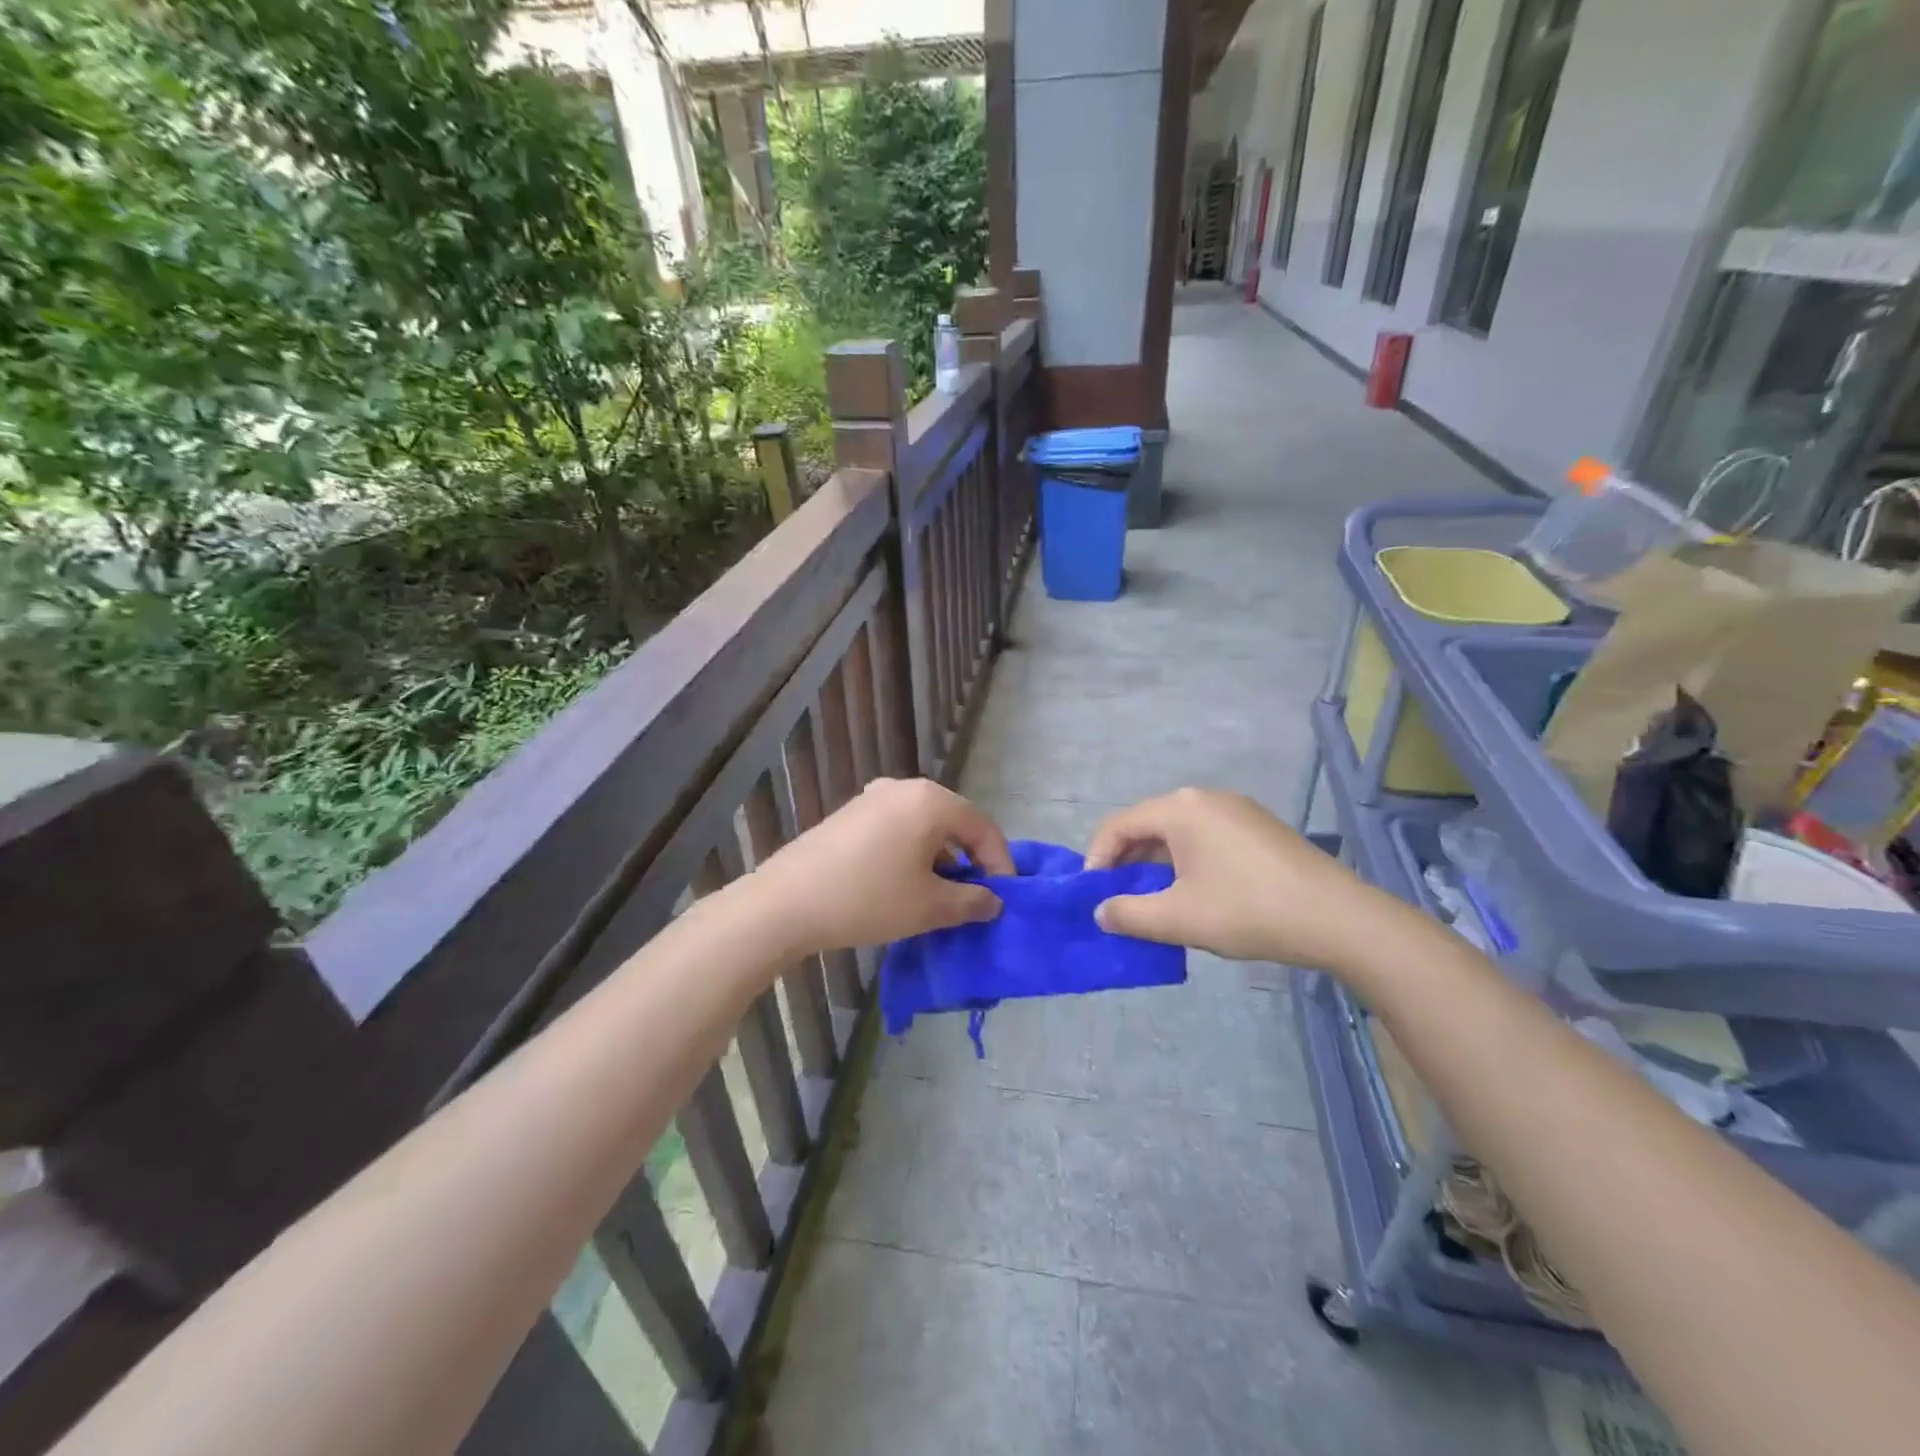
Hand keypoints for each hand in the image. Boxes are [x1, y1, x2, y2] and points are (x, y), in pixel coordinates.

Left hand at [749, 778, 1014, 956]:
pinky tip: (905, 883)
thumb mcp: (930, 907)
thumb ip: (972, 901)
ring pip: (924, 825)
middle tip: (977, 897)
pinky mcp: (850, 814)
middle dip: (970, 859)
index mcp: (931, 800)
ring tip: (942, 896)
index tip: (1004, 899)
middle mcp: (904, 788)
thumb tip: (994, 901)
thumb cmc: (868, 899)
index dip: (1000, 864)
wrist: (786, 903)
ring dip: (941, 858)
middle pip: (954, 821)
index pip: (983, 827)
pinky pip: (897, 828)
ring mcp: (872, 797)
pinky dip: (913, 852)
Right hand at [1085, 787, 1394, 968]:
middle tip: (1119, 898)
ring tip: (1154, 900)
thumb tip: (1100, 912)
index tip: (1093, 895)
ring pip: (1178, 832)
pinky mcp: (1258, 827)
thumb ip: (1128, 914)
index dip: (1097, 858)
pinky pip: (1206, 837)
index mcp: (1180, 809)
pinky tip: (1195, 893)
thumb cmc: (1248, 911)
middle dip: (1126, 861)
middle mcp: (1204, 798)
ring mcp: (1236, 810)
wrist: (1338, 918)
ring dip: (1156, 863)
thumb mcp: (1178, 918)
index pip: (1118, 825)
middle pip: (1147, 824)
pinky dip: (1186, 860)